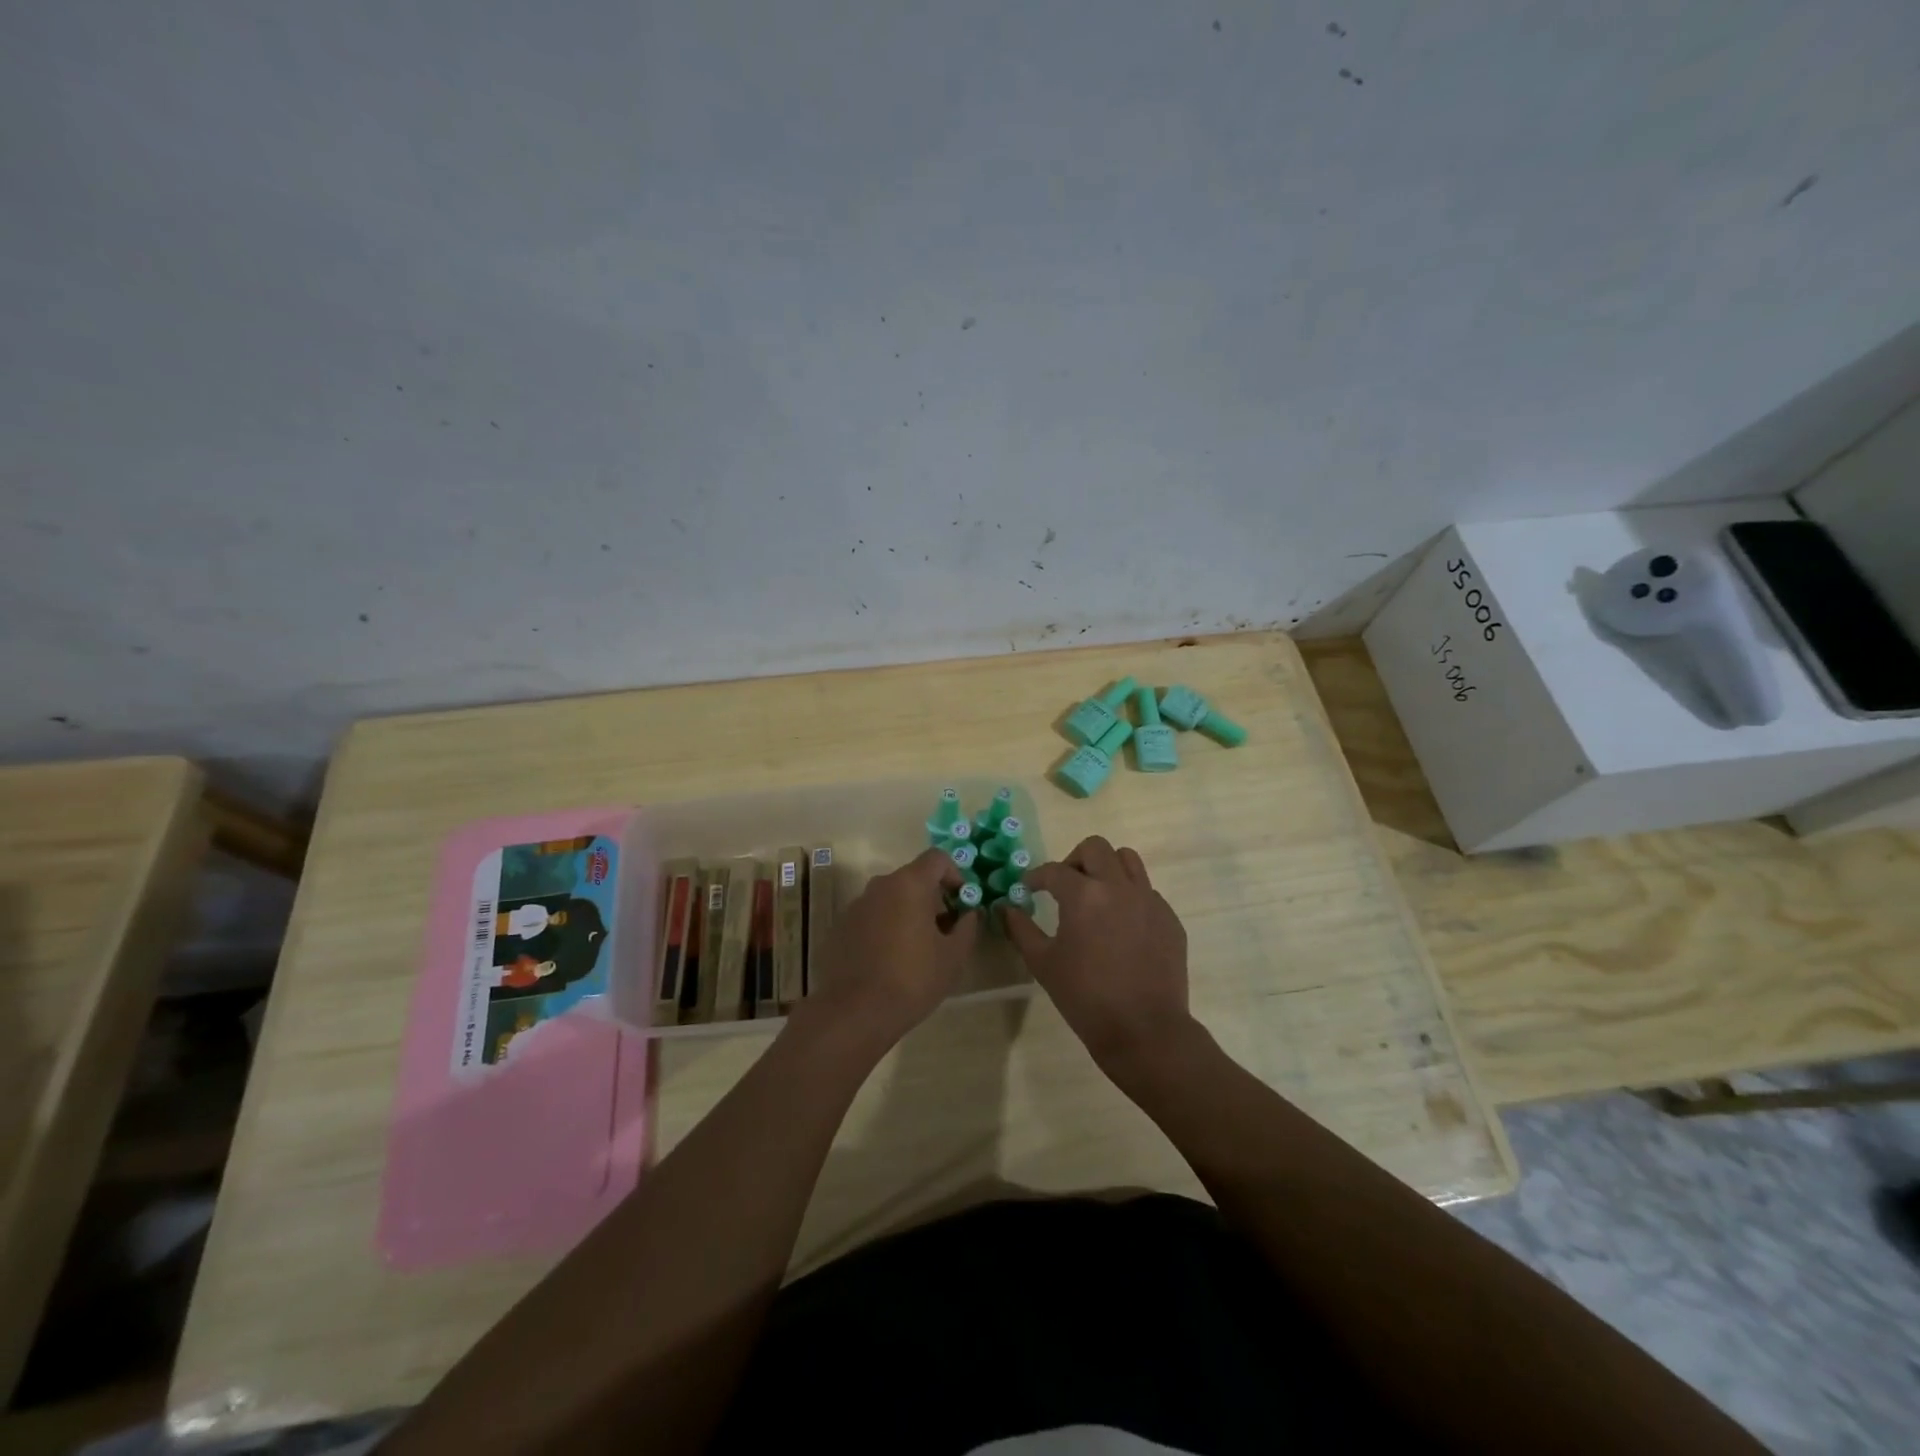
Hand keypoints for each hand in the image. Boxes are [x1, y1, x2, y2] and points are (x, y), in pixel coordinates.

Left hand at [792, 848, 979, 1054]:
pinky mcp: (841, 926)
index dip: (955, 875)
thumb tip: (969, 913)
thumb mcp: (954, 955)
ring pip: (891, 898)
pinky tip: (889, 960)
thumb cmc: (913, 979)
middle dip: (932, 898)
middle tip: (943, 931)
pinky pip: (872, 916)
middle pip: (913, 878)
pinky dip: (886, 927)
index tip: (961, 903)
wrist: (855, 1012)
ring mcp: (857, 905)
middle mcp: (880, 885)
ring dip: (908, 913)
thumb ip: (967, 926)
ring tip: (917, 949)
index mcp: (909, 884)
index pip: (937, 858)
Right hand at [1003, 836, 1194, 1076]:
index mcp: (1085, 895)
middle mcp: (1119, 887)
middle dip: (1074, 860)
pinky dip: (1129, 896)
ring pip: (1128, 860)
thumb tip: (1006, 908)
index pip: (1054, 870)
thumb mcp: (1043, 963)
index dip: (1036, 877)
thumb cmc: (1086, 997)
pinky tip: (1120, 927)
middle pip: (1096, 848)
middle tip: (1064, 886)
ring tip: (1096, 895)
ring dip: (1106, 868)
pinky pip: (1147, 891)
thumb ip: (1021, 929)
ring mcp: (1149, 900)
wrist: (1144, 1031)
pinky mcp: (1169, 918)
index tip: (1028, 889)